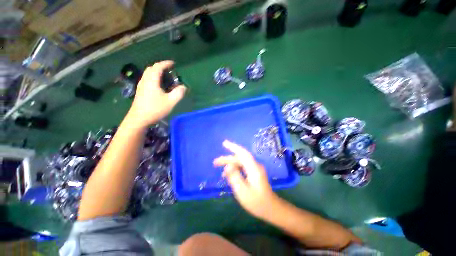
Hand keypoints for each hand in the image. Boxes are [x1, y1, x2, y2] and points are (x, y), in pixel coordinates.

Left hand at [128, 61, 185, 126]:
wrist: (139, 119)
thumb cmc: (155, 109)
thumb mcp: (170, 102)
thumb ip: (178, 93)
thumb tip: (183, 87)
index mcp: (152, 80)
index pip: (158, 67)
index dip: (165, 63)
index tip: (173, 63)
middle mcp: (145, 80)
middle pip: (151, 68)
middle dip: (160, 67)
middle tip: (169, 70)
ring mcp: (141, 86)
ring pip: (148, 74)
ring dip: (156, 72)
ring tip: (165, 77)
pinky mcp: (140, 91)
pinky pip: (147, 79)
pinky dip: (153, 77)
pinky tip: (159, 85)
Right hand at [214, 140, 279, 218]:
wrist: (271, 209)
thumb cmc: (257, 202)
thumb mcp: (243, 191)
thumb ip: (235, 177)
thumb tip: (227, 166)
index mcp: (253, 168)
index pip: (243, 153)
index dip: (233, 147)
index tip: (224, 143)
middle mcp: (254, 166)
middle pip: (239, 158)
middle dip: (227, 158)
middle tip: (215, 162)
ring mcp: (255, 169)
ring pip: (240, 162)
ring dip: (230, 163)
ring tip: (219, 168)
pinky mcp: (254, 173)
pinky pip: (242, 167)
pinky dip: (234, 168)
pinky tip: (228, 174)